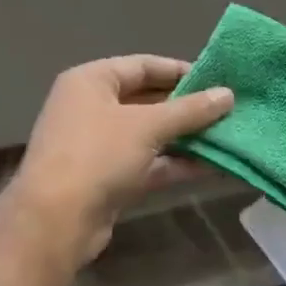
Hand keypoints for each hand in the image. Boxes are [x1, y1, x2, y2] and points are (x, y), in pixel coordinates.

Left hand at [13, 55, 232, 263]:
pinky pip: (150, 163)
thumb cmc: (98, 155)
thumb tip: (228, 94)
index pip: (142, 66)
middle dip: (188, 107)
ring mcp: (101, 145)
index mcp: (91, 82)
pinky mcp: (111, 178)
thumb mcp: (148, 126)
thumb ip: (190, 110)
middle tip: (227, 109)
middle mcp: (93, 108)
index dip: (180, 71)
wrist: (57, 219)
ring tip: (227, 136)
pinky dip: (177, 163)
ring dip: (187, 137)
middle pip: (148, 100)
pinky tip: (213, 165)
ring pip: (152, 135)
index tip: (217, 79)